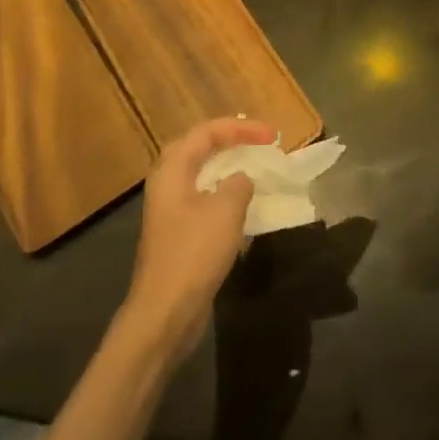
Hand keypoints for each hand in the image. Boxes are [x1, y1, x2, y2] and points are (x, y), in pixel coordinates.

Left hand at [124, 116, 276, 362]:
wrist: (165, 312)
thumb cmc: (194, 253)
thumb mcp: (225, 209)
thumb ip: (239, 183)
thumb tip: (242, 179)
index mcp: (172, 170)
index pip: (207, 132)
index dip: (241, 128)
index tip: (273, 135)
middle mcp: (167, 184)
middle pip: (200, 149)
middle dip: (232, 141)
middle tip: (262, 142)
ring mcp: (171, 210)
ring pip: (203, 175)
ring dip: (230, 167)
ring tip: (258, 167)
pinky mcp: (179, 233)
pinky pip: (205, 199)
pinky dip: (227, 193)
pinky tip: (246, 204)